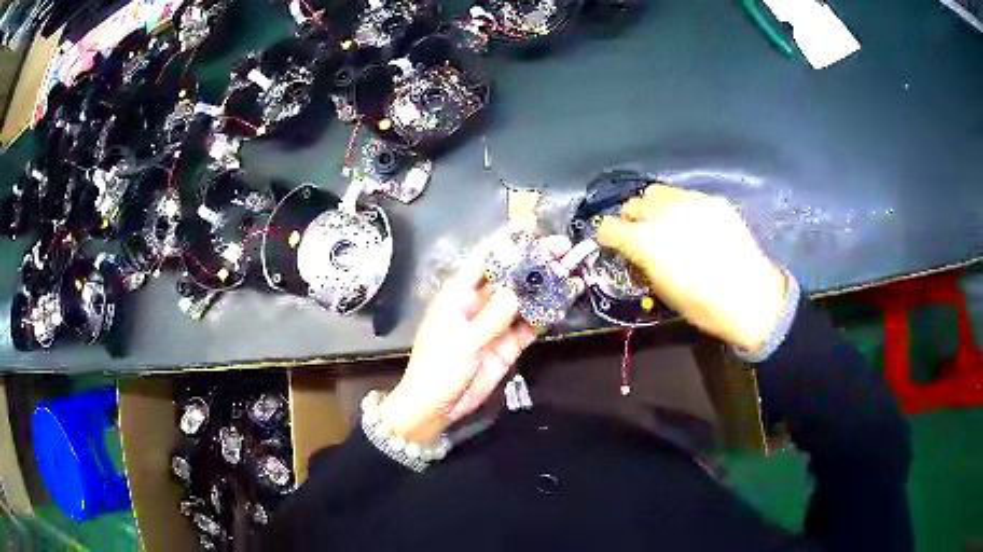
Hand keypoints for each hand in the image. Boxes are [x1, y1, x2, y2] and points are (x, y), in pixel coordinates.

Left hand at [379, 231, 571, 441]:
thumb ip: (492, 317)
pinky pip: (529, 325)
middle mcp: (478, 304)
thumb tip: (517, 290)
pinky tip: (565, 301)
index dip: (505, 241)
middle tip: (562, 247)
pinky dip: (546, 315)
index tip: (530, 227)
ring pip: (524, 299)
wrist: (436, 407)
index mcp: (458, 295)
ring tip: (572, 270)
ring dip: (546, 286)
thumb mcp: (463, 342)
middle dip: (534, 261)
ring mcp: (495, 324)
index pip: (483, 260)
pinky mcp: (507, 345)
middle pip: (510, 277)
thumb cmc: (438, 369)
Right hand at [597, 185, 786, 352]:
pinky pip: (685, 196)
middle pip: (632, 204)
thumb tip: (638, 252)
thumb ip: (644, 262)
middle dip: (631, 219)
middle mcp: (661, 213)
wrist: (750, 296)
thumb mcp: (662, 289)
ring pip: (657, 192)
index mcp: (643, 239)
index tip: (613, 244)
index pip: (608, 227)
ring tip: (667, 223)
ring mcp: (688, 201)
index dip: (607, 237)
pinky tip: (697, 225)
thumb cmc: (702, 304)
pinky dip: (681, 207)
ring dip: (654, 207)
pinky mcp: (711, 199)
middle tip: (642, 235)